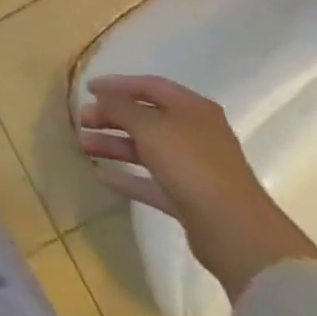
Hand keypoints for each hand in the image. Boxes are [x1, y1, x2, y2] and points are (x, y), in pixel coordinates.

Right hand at [79, 74, 316, 301]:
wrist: (235, 231)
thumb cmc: (192, 165)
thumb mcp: (150, 127)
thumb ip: (121, 107)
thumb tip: (102, 97)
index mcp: (192, 109)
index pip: (149, 85)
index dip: (117, 84)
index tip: (87, 89)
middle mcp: (194, 133)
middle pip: (145, 117)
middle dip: (111, 116)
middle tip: (81, 120)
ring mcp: (192, 167)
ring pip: (145, 148)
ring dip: (113, 145)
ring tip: (83, 146)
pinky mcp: (188, 197)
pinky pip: (150, 180)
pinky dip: (126, 176)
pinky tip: (101, 176)